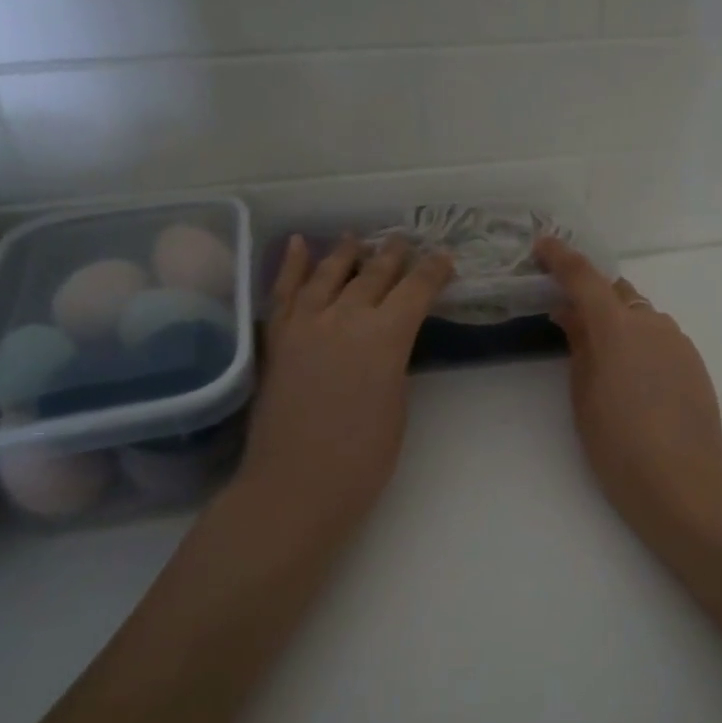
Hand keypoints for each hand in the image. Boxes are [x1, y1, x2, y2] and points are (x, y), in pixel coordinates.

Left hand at [232, 234, 452, 550]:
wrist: (296, 484)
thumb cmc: (363, 457)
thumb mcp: (398, 404)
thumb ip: (394, 361)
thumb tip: (388, 341)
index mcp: (386, 337)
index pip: (416, 290)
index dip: (433, 271)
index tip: (444, 258)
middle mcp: (345, 318)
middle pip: (374, 274)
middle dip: (394, 256)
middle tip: (405, 241)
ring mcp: (305, 324)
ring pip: (329, 274)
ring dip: (347, 252)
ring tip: (357, 238)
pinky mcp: (277, 338)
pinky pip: (284, 291)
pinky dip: (293, 265)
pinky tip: (299, 244)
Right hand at [536, 237, 721, 544]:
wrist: (682, 482)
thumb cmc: (618, 444)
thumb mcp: (584, 396)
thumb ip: (579, 346)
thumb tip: (571, 314)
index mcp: (616, 327)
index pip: (584, 278)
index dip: (561, 258)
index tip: (543, 245)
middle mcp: (651, 323)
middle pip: (617, 294)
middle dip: (593, 299)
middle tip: (571, 321)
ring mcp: (678, 341)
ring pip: (642, 317)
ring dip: (620, 324)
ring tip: (606, 362)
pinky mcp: (695, 362)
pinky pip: (661, 339)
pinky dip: (642, 345)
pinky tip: (637, 381)